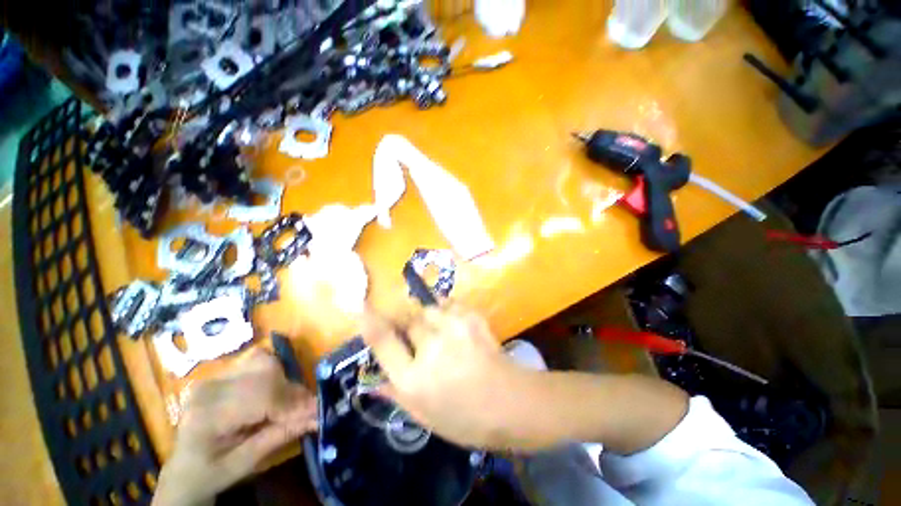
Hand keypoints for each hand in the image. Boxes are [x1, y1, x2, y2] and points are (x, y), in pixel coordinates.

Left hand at [152, 351, 316, 505]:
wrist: (182, 469)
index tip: (316, 410)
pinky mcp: (221, 373)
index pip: (261, 396)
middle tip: (305, 409)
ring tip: (288, 403)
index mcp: (207, 415)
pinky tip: (274, 395)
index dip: (293, 402)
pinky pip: (257, 363)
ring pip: (263, 361)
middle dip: (291, 390)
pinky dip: (274, 376)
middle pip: (265, 371)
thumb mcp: (244, 463)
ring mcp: (214, 376)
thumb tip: (317, 416)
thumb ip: (280, 436)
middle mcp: (210, 387)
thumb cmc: (210, 474)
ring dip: (283, 380)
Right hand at [362, 305, 530, 449]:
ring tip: (440, 333)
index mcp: (414, 379)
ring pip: (427, 309)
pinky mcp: (470, 317)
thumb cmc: (467, 419)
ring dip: (427, 319)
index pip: (383, 342)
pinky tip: (454, 327)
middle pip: (407, 320)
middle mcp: (430, 349)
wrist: (511, 402)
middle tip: (418, 337)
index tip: (364, 309)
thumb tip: (373, 382)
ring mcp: (453, 328)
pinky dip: (446, 312)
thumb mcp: (425, 417)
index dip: (371, 322)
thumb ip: (396, 396)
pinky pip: (448, 305)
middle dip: (408, 326)